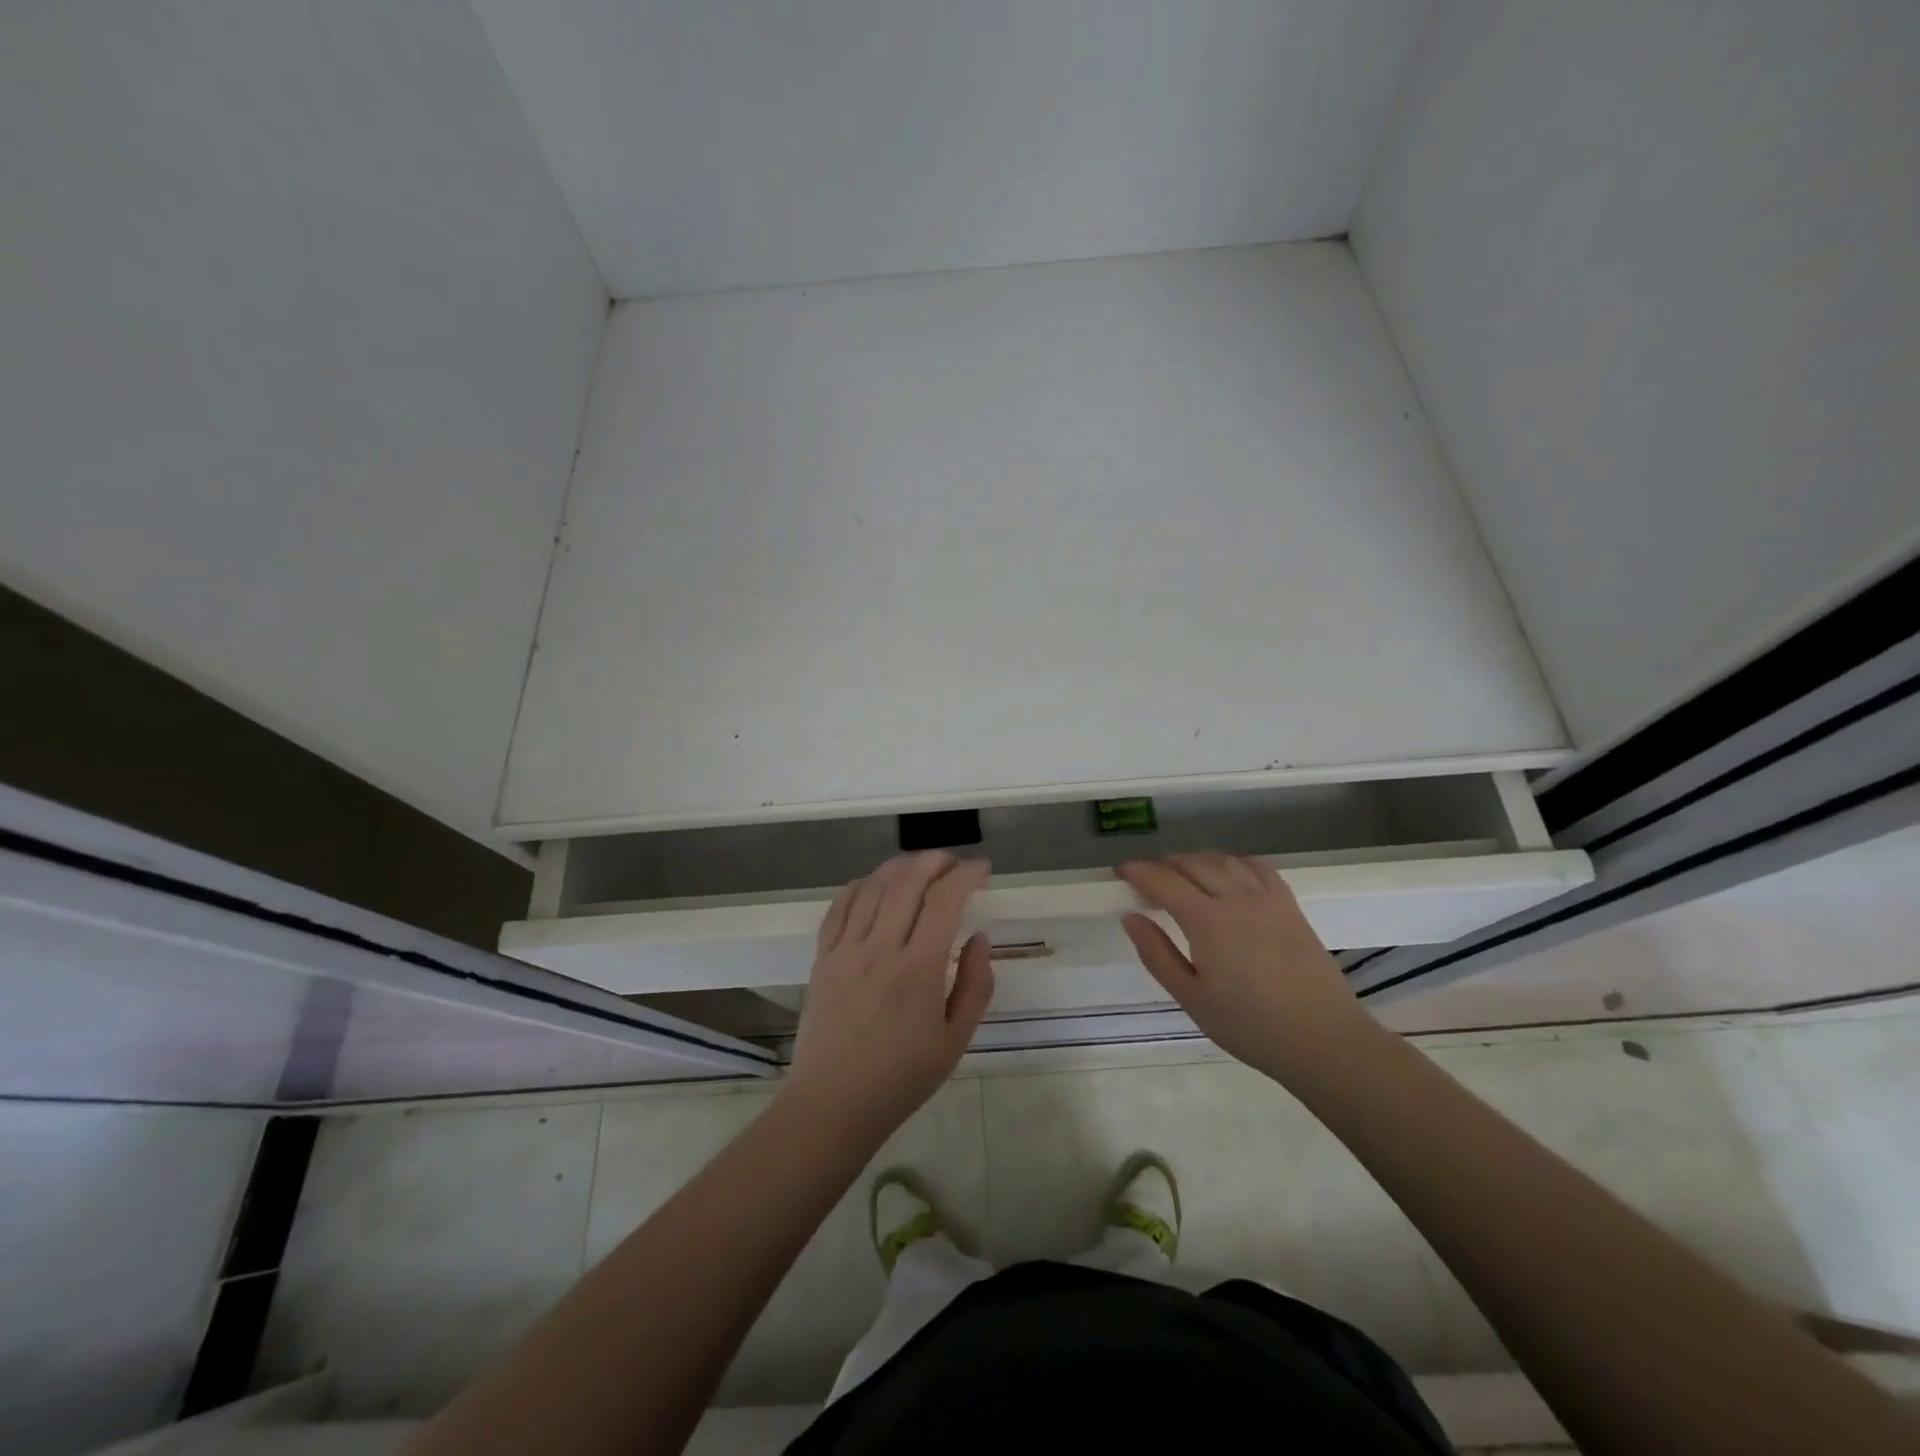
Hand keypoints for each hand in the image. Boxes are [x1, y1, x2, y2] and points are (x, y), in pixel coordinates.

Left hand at [781, 852, 993, 1140]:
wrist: (833, 1104)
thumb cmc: (902, 1077)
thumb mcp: (955, 1039)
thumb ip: (975, 984)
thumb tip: (980, 937)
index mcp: (918, 969)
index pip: (944, 900)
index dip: (966, 875)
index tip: (982, 869)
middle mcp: (880, 948)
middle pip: (907, 881)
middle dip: (934, 861)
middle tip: (953, 863)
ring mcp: (846, 950)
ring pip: (873, 887)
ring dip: (900, 866)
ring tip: (920, 867)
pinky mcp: (822, 957)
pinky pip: (840, 906)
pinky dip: (861, 885)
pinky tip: (875, 884)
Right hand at [1119, 854, 1376, 1083]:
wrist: (1323, 1040)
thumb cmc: (1249, 1026)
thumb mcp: (1192, 998)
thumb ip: (1157, 954)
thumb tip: (1130, 917)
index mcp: (1207, 921)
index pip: (1164, 881)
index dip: (1139, 871)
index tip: (1121, 872)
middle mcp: (1236, 898)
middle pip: (1193, 864)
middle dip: (1164, 864)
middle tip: (1148, 878)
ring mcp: (1267, 898)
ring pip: (1224, 860)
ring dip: (1197, 860)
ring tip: (1183, 874)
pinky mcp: (1290, 905)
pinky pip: (1257, 867)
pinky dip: (1234, 862)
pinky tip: (1228, 874)